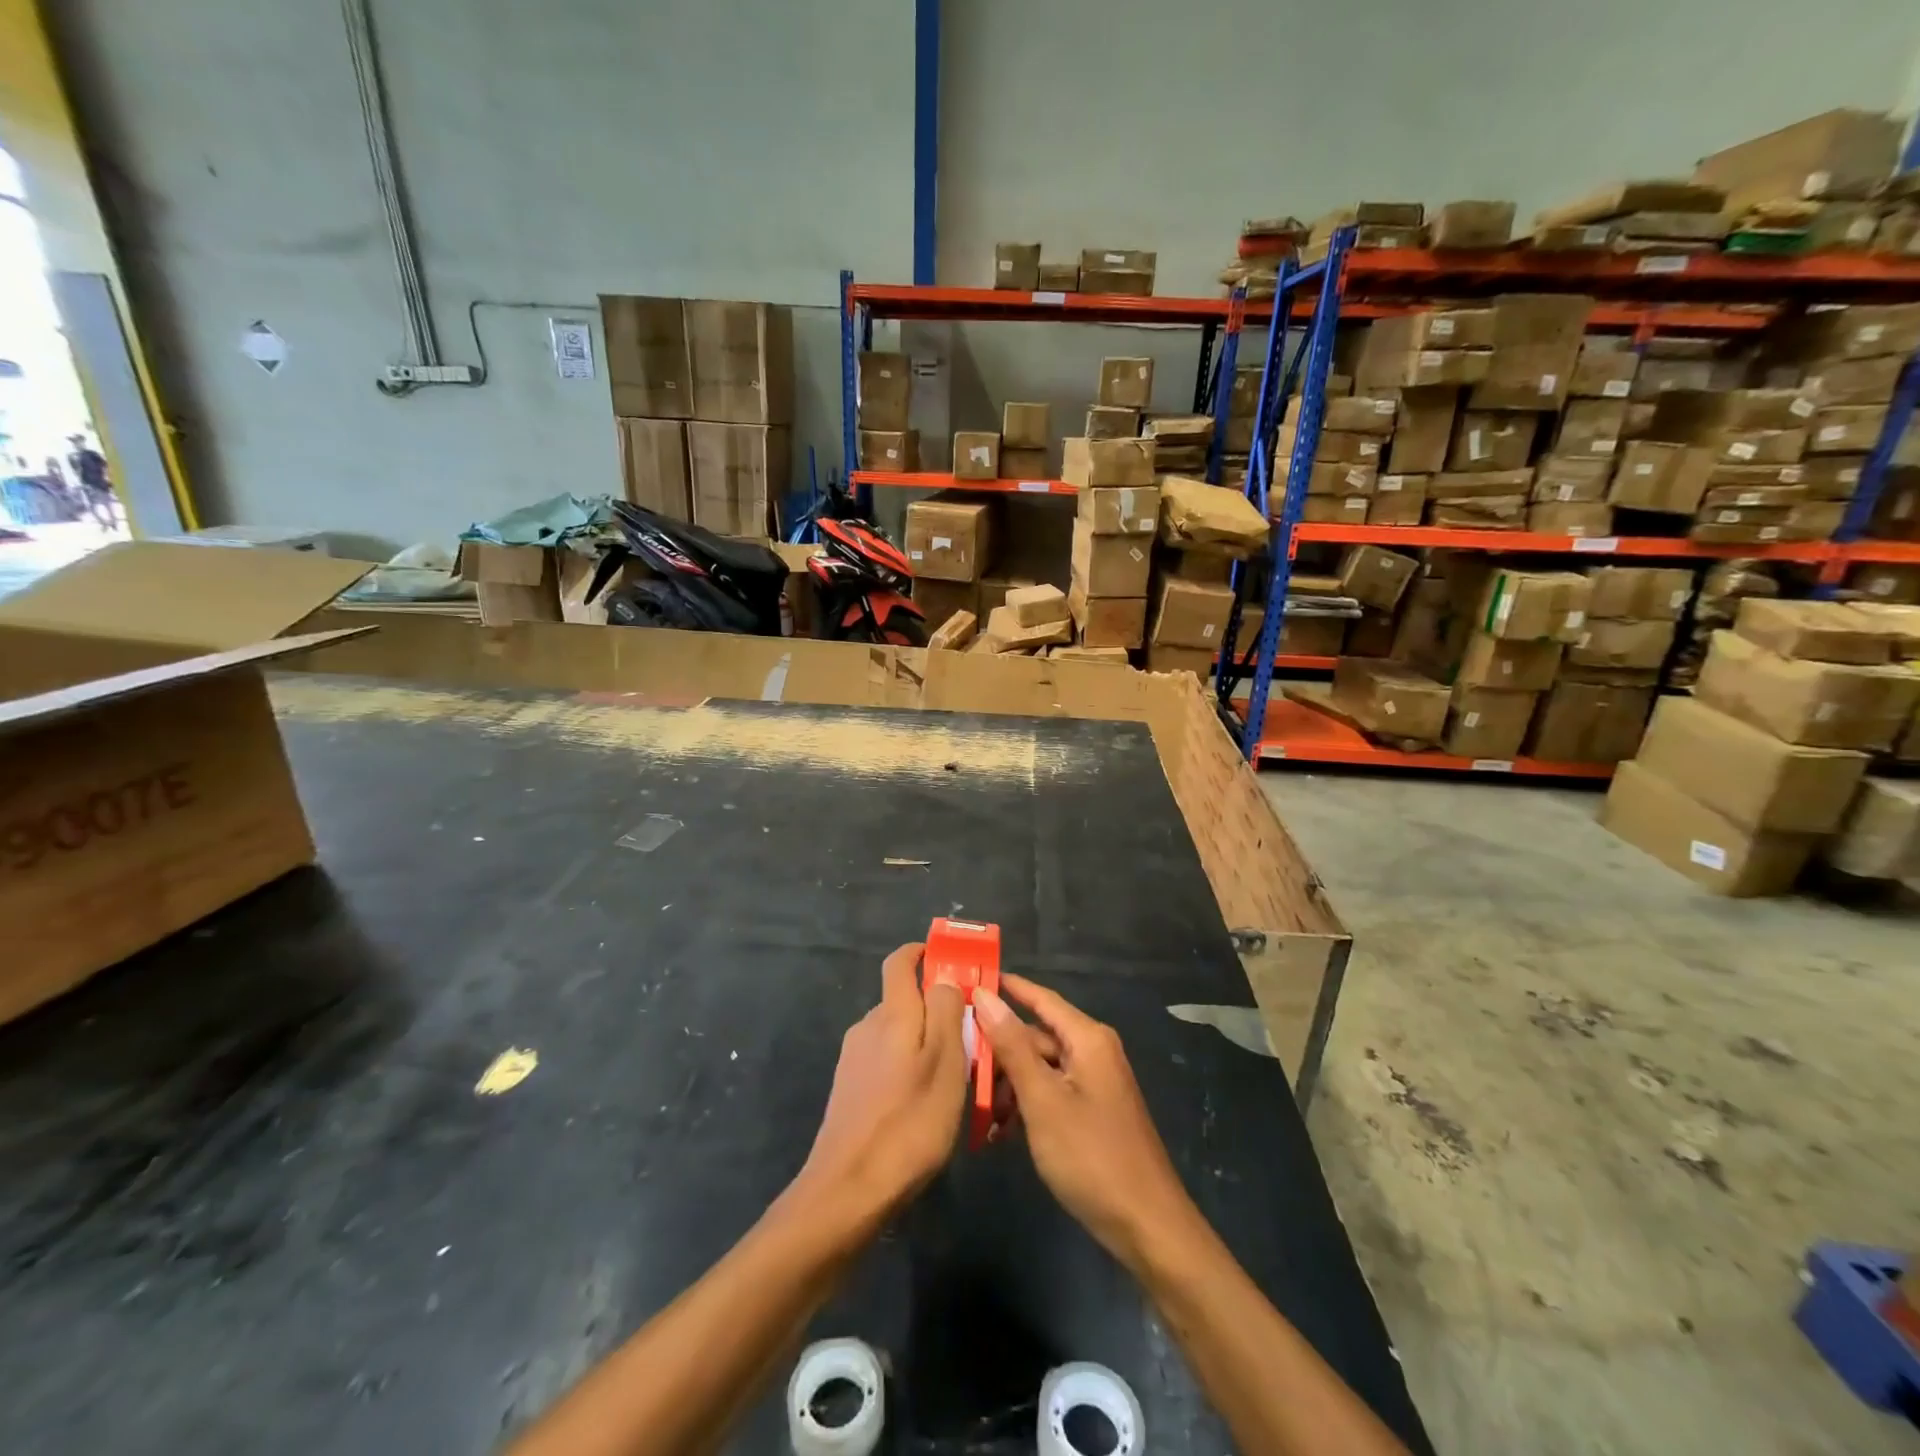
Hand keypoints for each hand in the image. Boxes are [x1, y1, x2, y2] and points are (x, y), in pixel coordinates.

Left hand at [793, 943, 968, 1227]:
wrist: (847, 1191)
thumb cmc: (909, 1122)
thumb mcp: (945, 1063)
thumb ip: (946, 1011)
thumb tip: (944, 977)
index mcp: (891, 1014)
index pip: (899, 962)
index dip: (921, 953)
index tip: (948, 959)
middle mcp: (867, 1027)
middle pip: (903, 1000)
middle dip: (935, 1008)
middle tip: (971, 1035)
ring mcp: (854, 1060)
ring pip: (897, 1034)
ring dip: (924, 1042)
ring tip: (955, 1077)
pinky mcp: (849, 1090)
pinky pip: (886, 1061)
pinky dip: (908, 1067)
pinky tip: (925, 1103)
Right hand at [975, 975, 1195, 1269]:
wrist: (1147, 1227)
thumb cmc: (1091, 1156)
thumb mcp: (1043, 1100)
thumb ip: (1012, 1046)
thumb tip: (985, 996)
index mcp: (1087, 1039)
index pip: (1040, 998)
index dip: (1006, 988)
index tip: (968, 980)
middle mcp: (1093, 1051)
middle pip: (1037, 1035)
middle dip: (999, 1051)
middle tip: (958, 1064)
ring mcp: (1095, 1082)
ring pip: (1040, 1067)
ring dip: (1010, 1084)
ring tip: (979, 1110)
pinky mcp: (1093, 1110)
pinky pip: (1052, 1092)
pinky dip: (1027, 1105)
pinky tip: (1001, 1131)